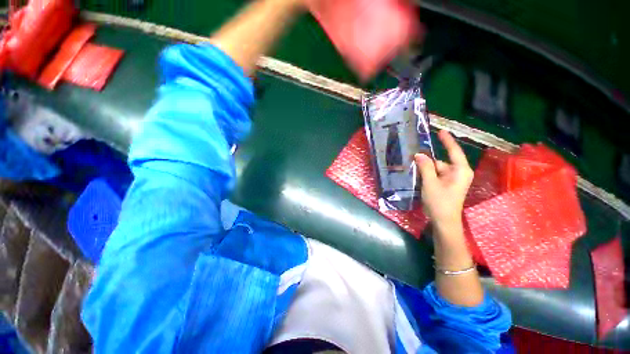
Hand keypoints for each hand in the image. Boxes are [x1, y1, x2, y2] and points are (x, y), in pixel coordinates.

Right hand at [414, 130, 473, 228]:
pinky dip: (426, 174)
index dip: (447, 140)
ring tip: (411, 167)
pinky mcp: (446, 185)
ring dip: (425, 169)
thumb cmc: (440, 202)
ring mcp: (452, 179)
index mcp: (460, 170)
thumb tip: (419, 154)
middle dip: (427, 160)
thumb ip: (425, 167)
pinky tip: (416, 175)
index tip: (440, 131)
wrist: (443, 221)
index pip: (454, 151)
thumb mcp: (430, 183)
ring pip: (436, 169)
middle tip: (412, 156)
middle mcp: (458, 173)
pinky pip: (435, 175)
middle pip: (441, 161)